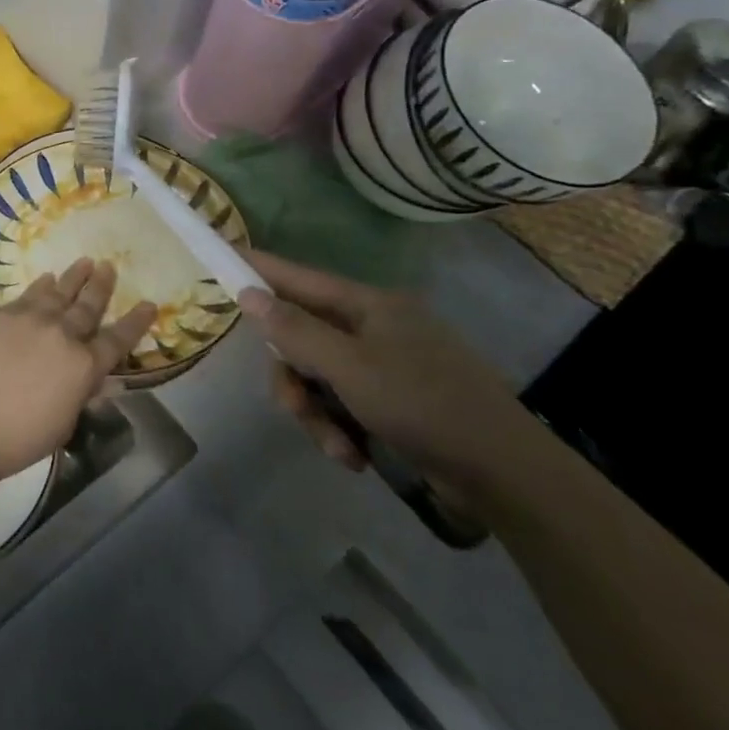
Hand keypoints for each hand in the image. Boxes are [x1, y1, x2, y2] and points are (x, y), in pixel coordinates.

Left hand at [0, 259, 157, 482]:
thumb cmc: (19, 437)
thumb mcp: (63, 423)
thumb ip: (81, 394)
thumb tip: (99, 381)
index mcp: (84, 366)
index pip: (118, 340)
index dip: (136, 322)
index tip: (149, 304)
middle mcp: (63, 335)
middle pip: (88, 306)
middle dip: (102, 286)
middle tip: (109, 267)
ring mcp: (32, 320)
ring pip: (60, 292)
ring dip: (74, 277)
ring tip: (86, 262)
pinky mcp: (3, 315)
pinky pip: (30, 293)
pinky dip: (42, 285)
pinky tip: (47, 278)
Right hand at [237, 250, 535, 496]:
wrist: (508, 477)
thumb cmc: (424, 406)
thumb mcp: (349, 367)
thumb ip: (294, 330)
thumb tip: (248, 291)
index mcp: (368, 305)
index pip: (297, 276)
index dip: (258, 267)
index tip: (220, 252)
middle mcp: (374, 327)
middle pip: (302, 337)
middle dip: (294, 377)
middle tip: (293, 407)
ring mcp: (385, 365)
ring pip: (318, 376)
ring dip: (317, 414)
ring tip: (339, 449)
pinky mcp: (394, 401)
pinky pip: (342, 403)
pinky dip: (340, 429)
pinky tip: (356, 457)